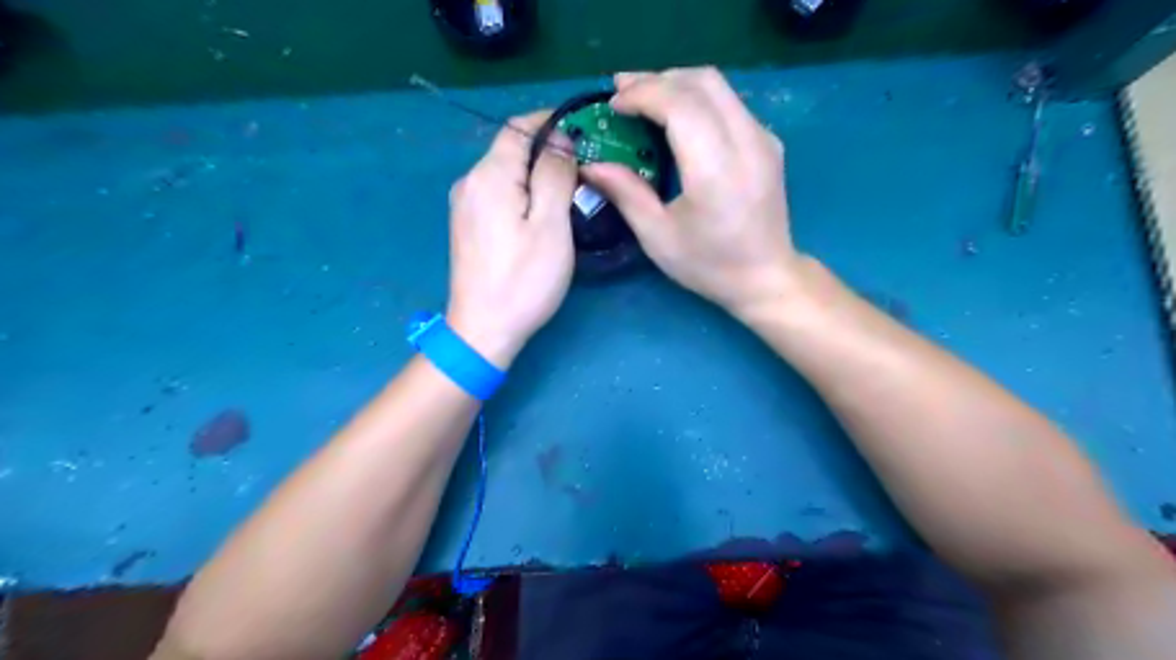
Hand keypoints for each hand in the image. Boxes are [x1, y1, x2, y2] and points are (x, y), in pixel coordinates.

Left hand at [446, 111, 577, 369]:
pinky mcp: (468, 226)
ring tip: (570, 192)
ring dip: (536, 174)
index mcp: (489, 175)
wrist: (484, 329)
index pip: (518, 127)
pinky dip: (522, 192)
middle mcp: (469, 182)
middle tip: (584, 170)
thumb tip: (560, 139)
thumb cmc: (524, 280)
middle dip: (547, 151)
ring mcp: (465, 206)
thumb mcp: (551, 225)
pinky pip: (498, 194)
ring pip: (505, 173)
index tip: (583, 133)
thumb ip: (555, 174)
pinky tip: (541, 214)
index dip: (550, 122)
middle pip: (510, 149)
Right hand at [583, 66, 803, 318]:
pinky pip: (729, 102)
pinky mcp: (768, 142)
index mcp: (716, 170)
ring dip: (676, 84)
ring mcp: (763, 138)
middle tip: (621, 92)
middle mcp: (746, 143)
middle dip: (656, 79)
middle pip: (701, 82)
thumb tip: (591, 164)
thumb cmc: (709, 265)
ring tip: (643, 98)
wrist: (766, 277)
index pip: (680, 105)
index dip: (643, 94)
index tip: (613, 104)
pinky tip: (677, 116)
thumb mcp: (658, 237)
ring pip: (718, 85)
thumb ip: (625, 193)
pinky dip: (697, 97)